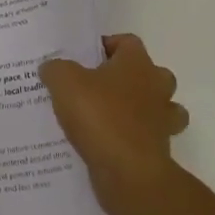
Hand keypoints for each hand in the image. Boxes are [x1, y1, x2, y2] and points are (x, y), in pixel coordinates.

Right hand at [40, 34, 189, 214]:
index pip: (127, 42)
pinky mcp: (160, 150)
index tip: (85, 58)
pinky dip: (133, 139)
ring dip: (138, 109)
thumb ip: (56, 69)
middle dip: (128, 78)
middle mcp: (157, 87)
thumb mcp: (65, 82)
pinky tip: (108, 144)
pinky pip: (147, 138)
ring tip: (107, 116)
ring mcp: (162, 120)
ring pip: (157, 107)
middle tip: (97, 87)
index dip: (107, 46)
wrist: (128, 173)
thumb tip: (51, 67)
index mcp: (137, 63)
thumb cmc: (100, 116)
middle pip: (149, 73)